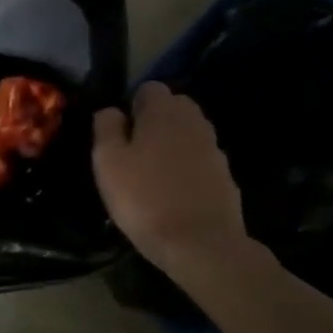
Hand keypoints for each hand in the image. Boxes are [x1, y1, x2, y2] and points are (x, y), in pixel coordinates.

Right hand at [93, 83, 254, 275]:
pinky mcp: (226, 176)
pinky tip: (174, 195)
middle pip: (173, 108)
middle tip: (134, 154)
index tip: (120, 134)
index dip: (132, 106)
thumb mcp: (108, 162)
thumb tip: (111, 111)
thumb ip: (106, 128)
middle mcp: (195, 121)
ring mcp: (214, 149)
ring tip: (152, 176)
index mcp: (164, 111)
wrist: (200, 243)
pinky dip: (187, 170)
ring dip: (171, 147)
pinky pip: (200, 162)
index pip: (149, 88)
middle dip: (155, 123)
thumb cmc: (144, 198)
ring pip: (188, 135)